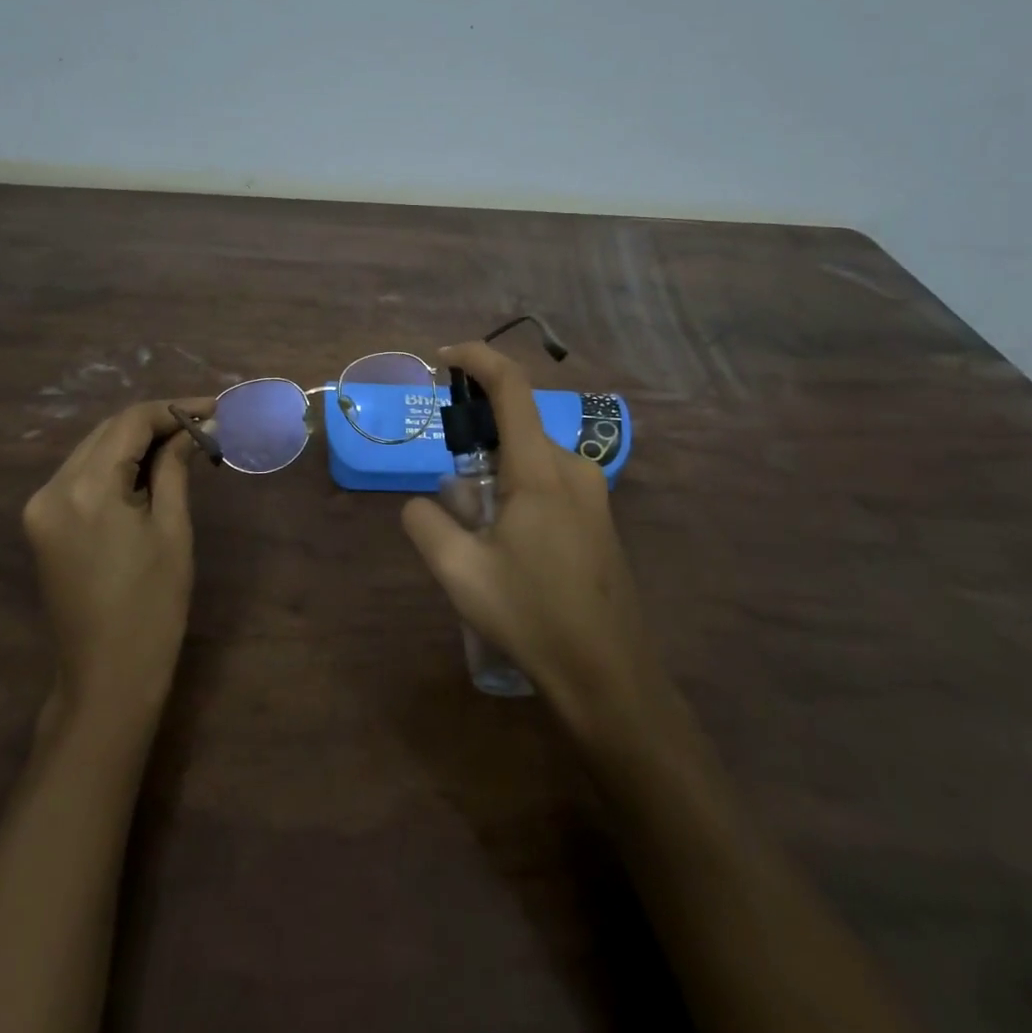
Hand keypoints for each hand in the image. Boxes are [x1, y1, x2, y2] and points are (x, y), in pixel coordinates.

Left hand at [21, 398, 214, 727]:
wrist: (106, 677)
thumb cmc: (152, 606)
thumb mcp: (172, 529)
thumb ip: (175, 467)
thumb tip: (196, 426)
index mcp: (86, 489)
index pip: (130, 422)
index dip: (174, 408)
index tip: (215, 407)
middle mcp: (52, 488)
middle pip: (108, 431)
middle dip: (157, 421)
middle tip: (205, 423)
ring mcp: (41, 507)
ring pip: (94, 449)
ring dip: (137, 441)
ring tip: (185, 442)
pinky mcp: (43, 523)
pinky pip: (83, 474)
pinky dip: (117, 464)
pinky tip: (150, 469)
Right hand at [401, 343, 662, 730]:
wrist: (610, 675)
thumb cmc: (533, 617)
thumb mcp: (460, 572)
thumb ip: (426, 523)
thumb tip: (421, 503)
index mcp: (540, 469)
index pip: (510, 387)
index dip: (477, 358)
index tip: (444, 358)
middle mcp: (572, 468)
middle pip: (516, 427)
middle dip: (476, 443)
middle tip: (452, 497)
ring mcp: (592, 493)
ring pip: (531, 458)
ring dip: (496, 475)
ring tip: (479, 535)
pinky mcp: (599, 517)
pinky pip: (549, 481)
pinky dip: (518, 491)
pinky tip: (510, 548)